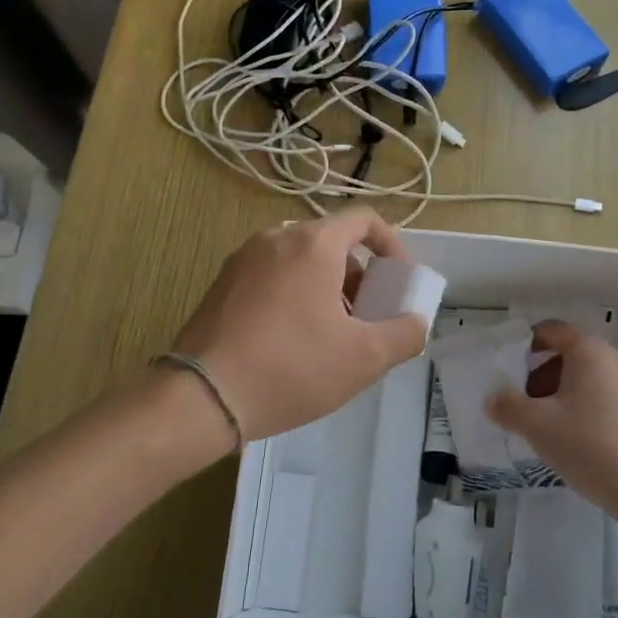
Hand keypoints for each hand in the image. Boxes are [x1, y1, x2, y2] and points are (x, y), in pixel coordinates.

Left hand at [173, 210, 428, 443]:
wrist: (202, 397)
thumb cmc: (291, 368)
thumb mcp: (364, 358)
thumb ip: (404, 334)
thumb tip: (416, 323)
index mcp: (313, 243)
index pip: (364, 220)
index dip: (392, 247)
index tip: (398, 283)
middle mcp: (276, 238)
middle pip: (332, 242)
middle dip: (359, 275)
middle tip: (366, 317)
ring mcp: (243, 259)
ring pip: (300, 260)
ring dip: (327, 287)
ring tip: (330, 335)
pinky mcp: (221, 284)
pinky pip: (271, 276)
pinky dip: (294, 294)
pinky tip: (291, 341)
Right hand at [487, 321, 617, 520]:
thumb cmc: (589, 445)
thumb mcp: (537, 424)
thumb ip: (507, 406)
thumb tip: (492, 399)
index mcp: (588, 350)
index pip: (549, 331)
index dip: (522, 346)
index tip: (504, 372)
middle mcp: (612, 360)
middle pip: (564, 356)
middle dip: (536, 377)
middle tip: (518, 404)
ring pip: (581, 381)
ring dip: (555, 397)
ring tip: (539, 428)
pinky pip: (597, 400)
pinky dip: (577, 411)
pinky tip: (567, 442)